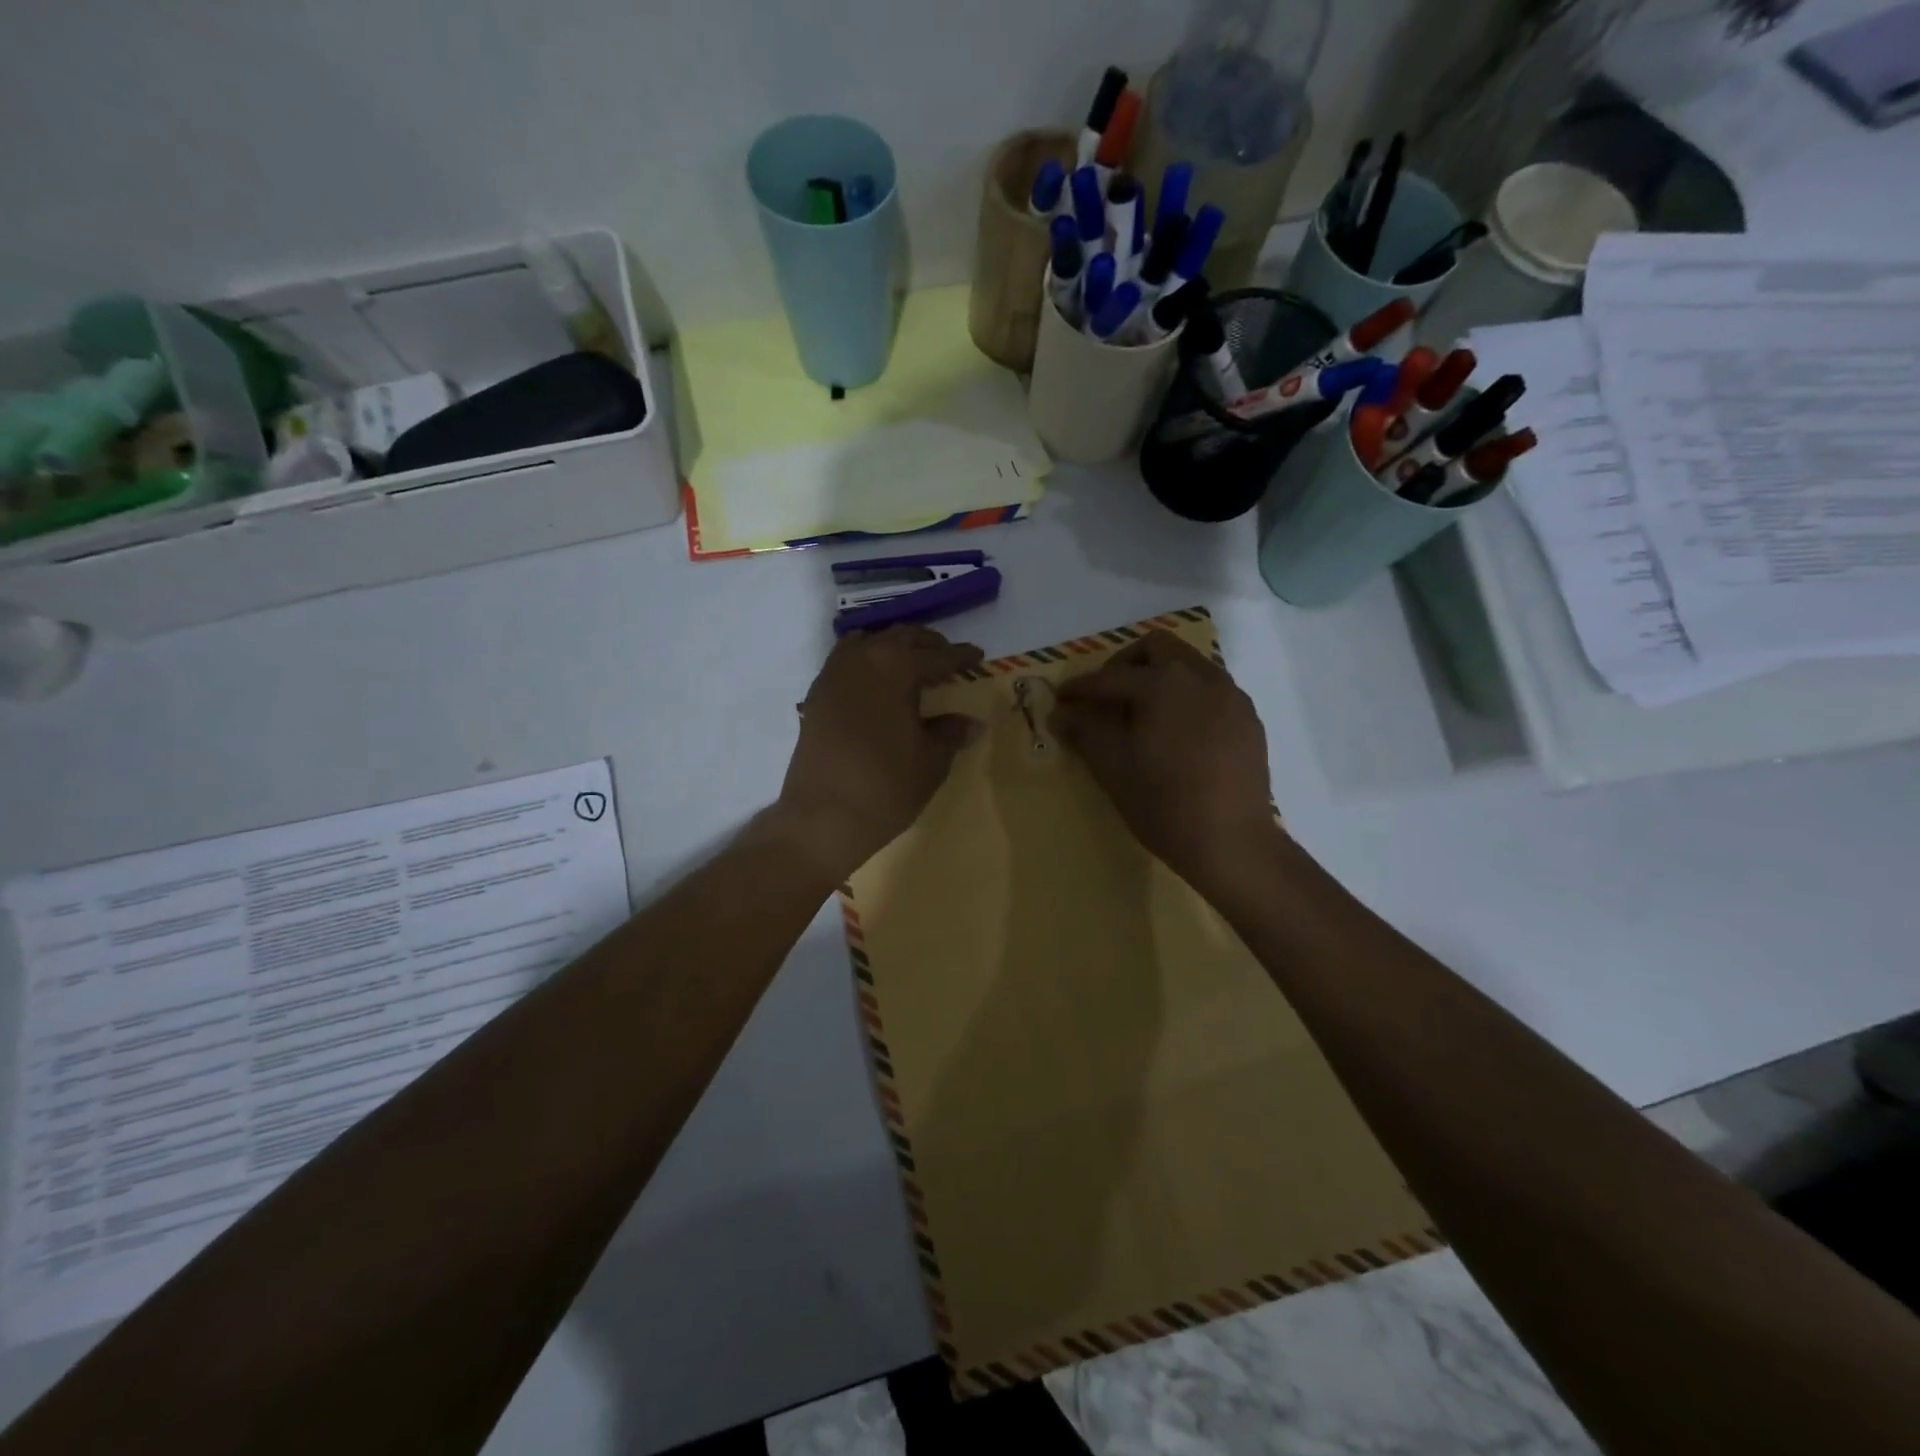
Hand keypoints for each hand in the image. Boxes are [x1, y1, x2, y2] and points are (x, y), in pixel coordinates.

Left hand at [775, 626, 984, 880]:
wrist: (822, 817)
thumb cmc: (886, 786)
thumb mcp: (931, 761)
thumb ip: (950, 733)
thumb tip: (970, 722)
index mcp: (896, 667)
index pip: (937, 655)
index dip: (960, 656)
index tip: (977, 655)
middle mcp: (862, 659)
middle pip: (899, 637)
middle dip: (926, 644)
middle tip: (946, 656)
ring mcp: (833, 675)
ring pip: (867, 644)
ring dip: (892, 647)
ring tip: (910, 665)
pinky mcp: (816, 696)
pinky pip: (845, 663)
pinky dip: (866, 663)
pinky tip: (877, 685)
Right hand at [1050, 630, 1278, 885]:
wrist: (1231, 842)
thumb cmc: (1163, 804)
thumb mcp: (1113, 767)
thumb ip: (1085, 731)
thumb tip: (1060, 713)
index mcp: (1162, 684)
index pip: (1110, 677)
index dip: (1080, 688)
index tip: (1061, 699)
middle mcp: (1200, 677)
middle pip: (1157, 648)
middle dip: (1125, 664)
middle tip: (1107, 695)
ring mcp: (1231, 695)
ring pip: (1189, 664)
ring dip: (1160, 676)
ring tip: (1142, 712)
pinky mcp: (1248, 718)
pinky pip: (1212, 690)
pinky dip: (1187, 696)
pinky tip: (1178, 731)